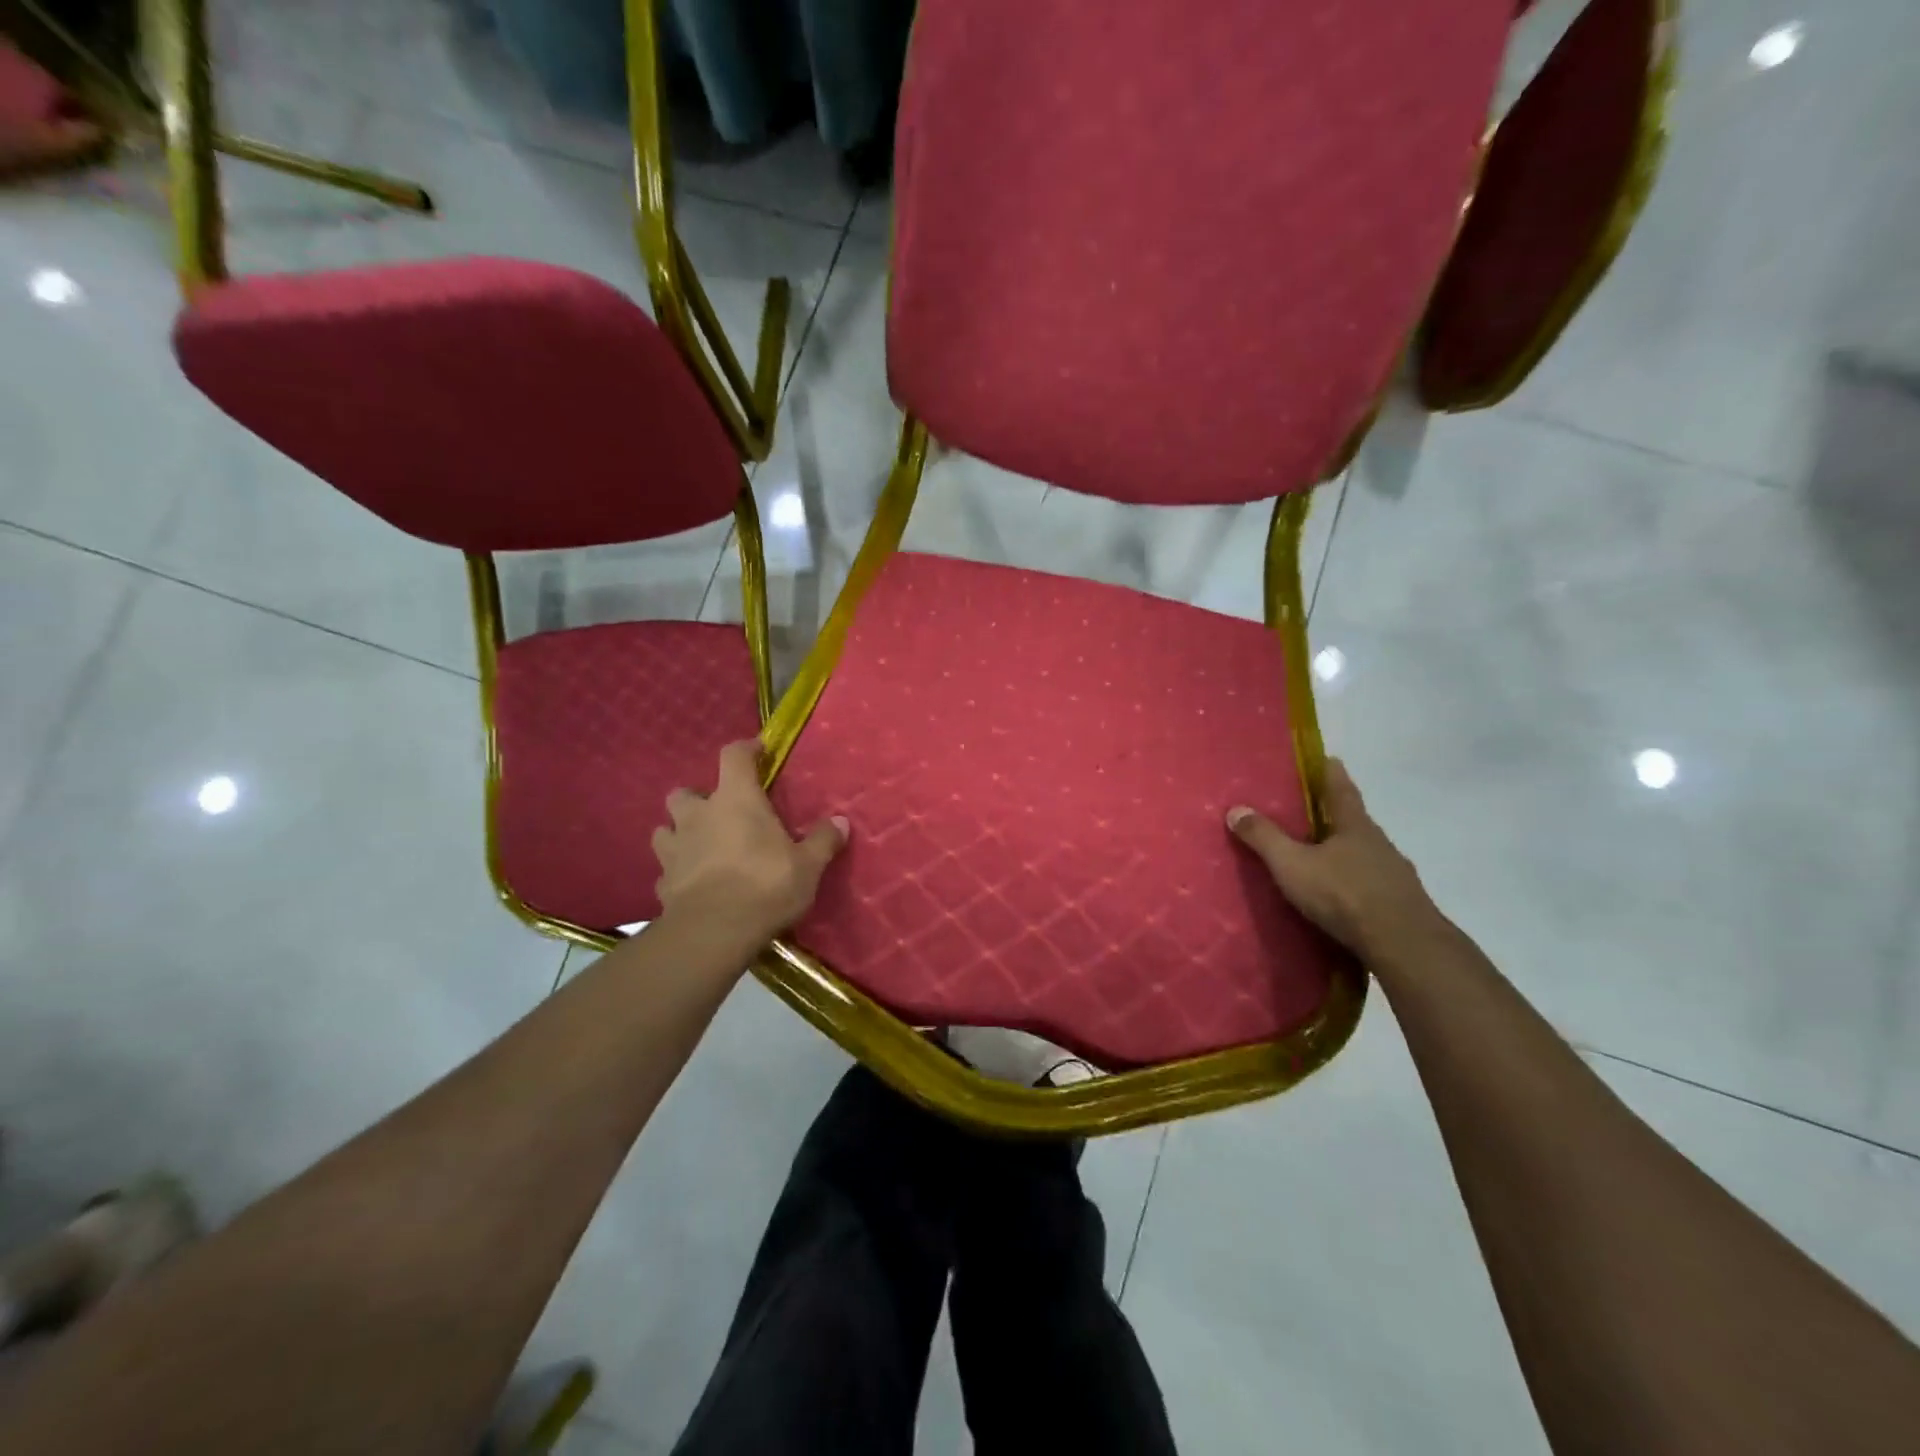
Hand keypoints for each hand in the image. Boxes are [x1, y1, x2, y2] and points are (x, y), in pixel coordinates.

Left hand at [652, 741, 847, 943]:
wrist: (714, 932)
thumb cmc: (766, 886)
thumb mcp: (808, 865)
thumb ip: (823, 841)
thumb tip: (842, 821)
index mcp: (736, 800)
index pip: (733, 756)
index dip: (745, 749)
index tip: (757, 752)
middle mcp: (698, 815)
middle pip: (684, 791)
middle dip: (698, 798)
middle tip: (719, 813)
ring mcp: (674, 848)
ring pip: (664, 828)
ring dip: (679, 832)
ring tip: (698, 846)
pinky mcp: (662, 881)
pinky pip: (666, 869)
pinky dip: (677, 871)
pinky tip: (691, 884)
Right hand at [1227, 758, 1446, 965]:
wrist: (1403, 944)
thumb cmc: (1343, 894)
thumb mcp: (1292, 864)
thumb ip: (1264, 838)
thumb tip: (1235, 809)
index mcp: (1355, 826)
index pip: (1342, 789)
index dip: (1332, 773)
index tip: (1329, 758)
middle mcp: (1379, 844)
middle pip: (1355, 822)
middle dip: (1335, 816)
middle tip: (1312, 812)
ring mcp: (1394, 874)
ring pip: (1365, 854)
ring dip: (1345, 852)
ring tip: (1322, 857)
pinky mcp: (1401, 904)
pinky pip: (1372, 884)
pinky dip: (1355, 882)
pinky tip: (1342, 895)